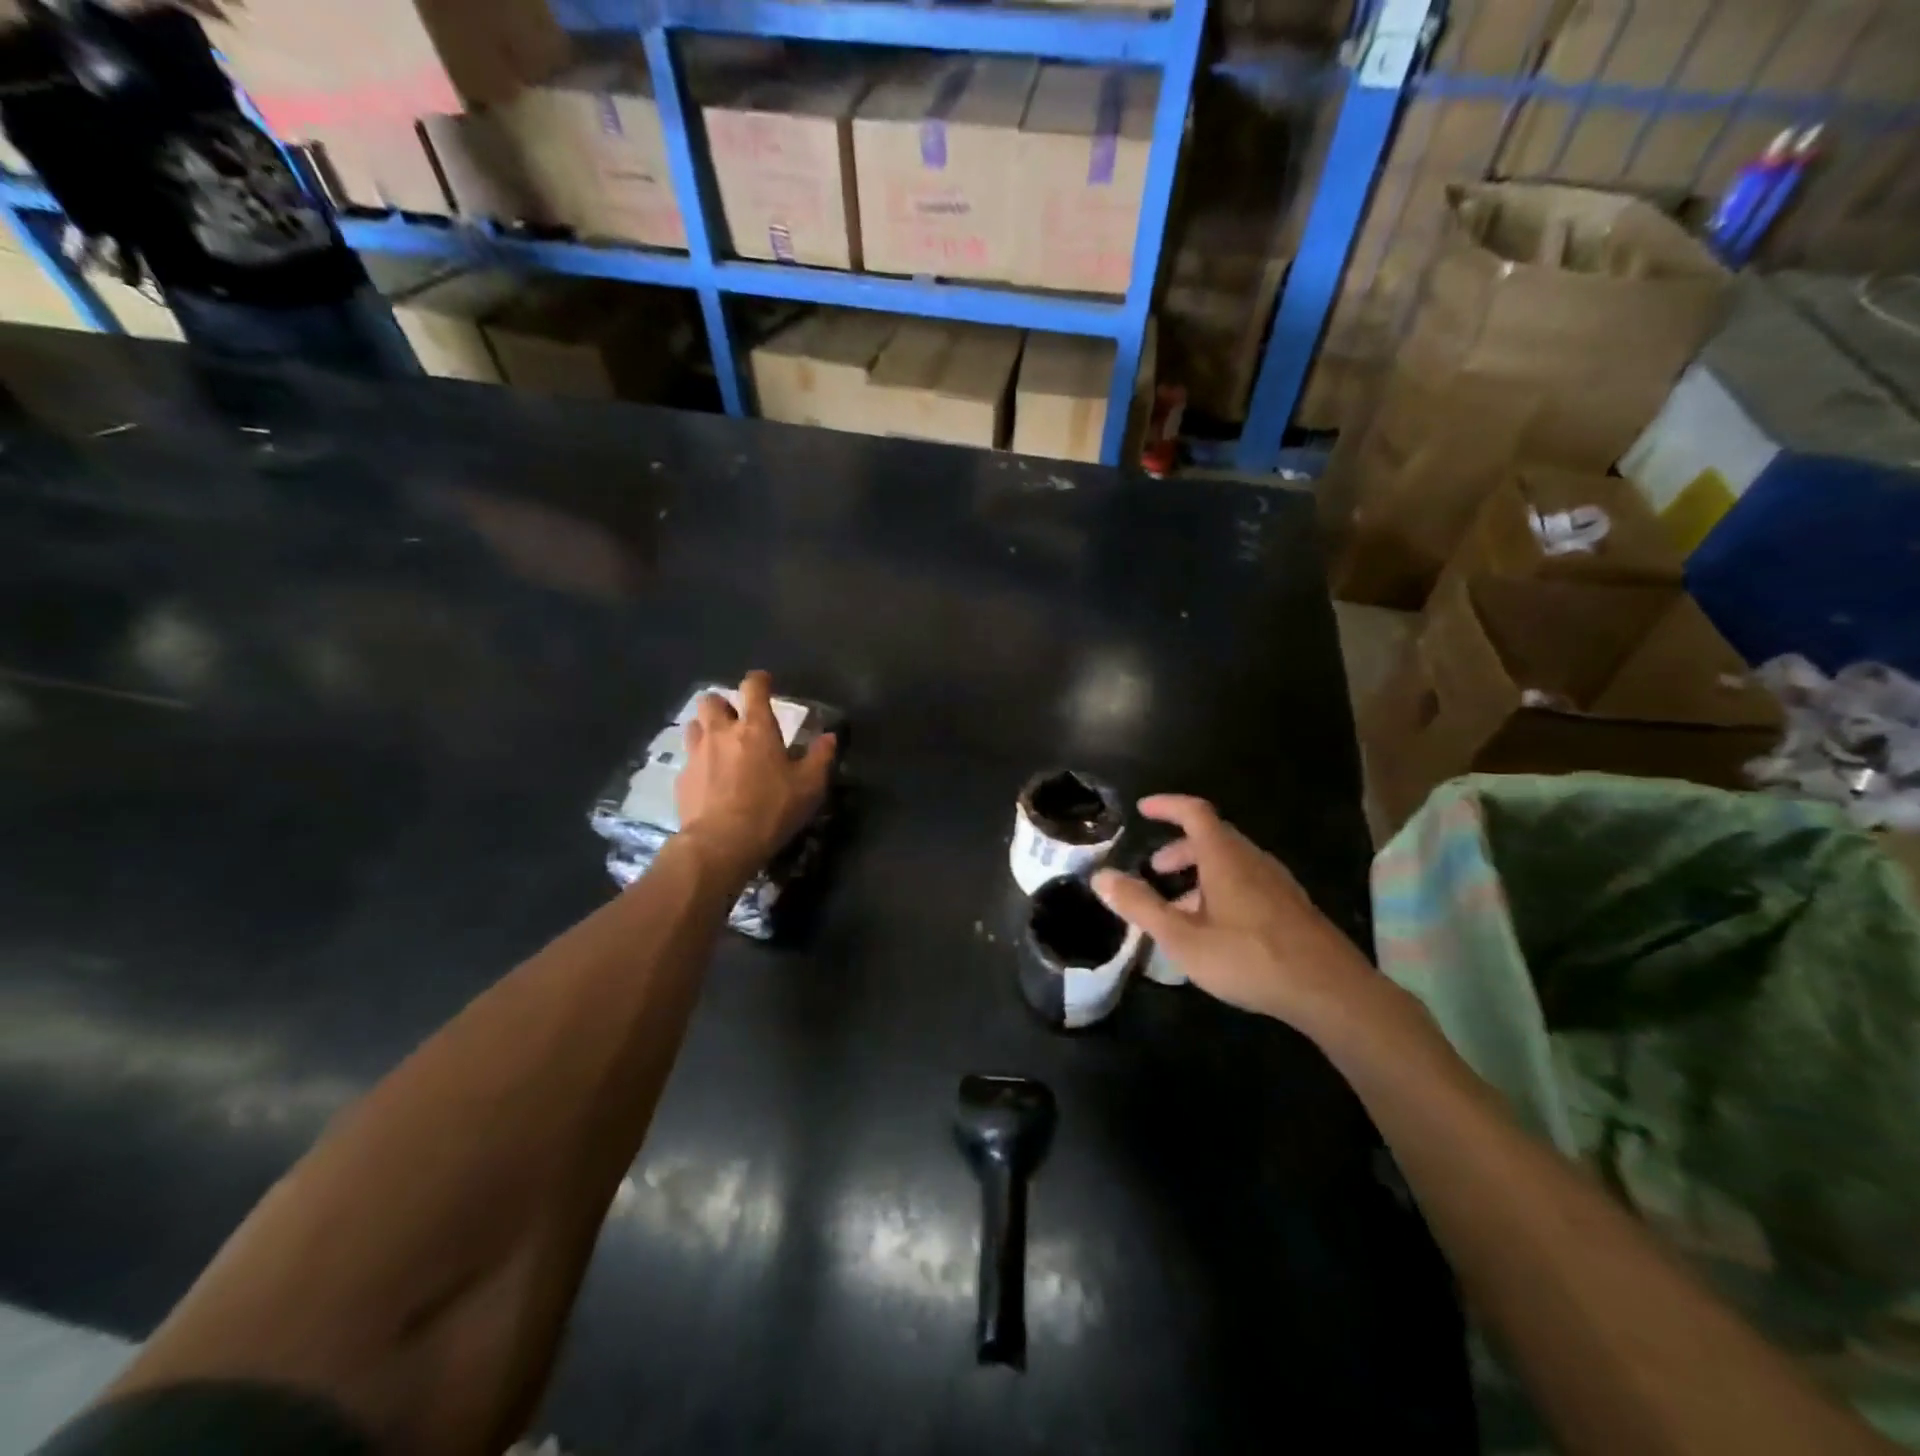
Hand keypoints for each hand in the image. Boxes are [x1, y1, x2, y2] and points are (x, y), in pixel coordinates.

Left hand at [675, 671, 835, 886]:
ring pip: (693, 725)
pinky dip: (698, 761)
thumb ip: (820, 757)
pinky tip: (709, 778)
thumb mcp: (809, 786)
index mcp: (755, 727)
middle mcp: (722, 732)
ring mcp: (697, 754)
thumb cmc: (771, 809)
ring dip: (706, 728)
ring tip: (719, 745)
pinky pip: (688, 758)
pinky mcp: (682, 778)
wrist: (720, 843)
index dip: (759, 680)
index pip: (753, 687)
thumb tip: (830, 737)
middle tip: (736, 719)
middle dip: (723, 704)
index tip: (765, 682)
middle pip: (711, 700)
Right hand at [1092, 795, 1383, 1035]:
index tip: (1144, 809)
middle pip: (1212, 837)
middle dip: (1180, 848)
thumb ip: (1140, 905)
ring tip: (1179, 908)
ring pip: (1231, 862)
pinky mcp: (1292, 906)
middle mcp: (1253, 860)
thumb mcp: (1182, 937)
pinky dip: (1221, 888)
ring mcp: (1277, 882)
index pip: (1194, 812)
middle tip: (1155, 869)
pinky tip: (1216, 929)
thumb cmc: (1248, 958)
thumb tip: (1100, 876)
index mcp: (1225, 857)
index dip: (1167, 805)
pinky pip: (1248, 882)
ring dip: (1200, 872)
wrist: (1329, 991)